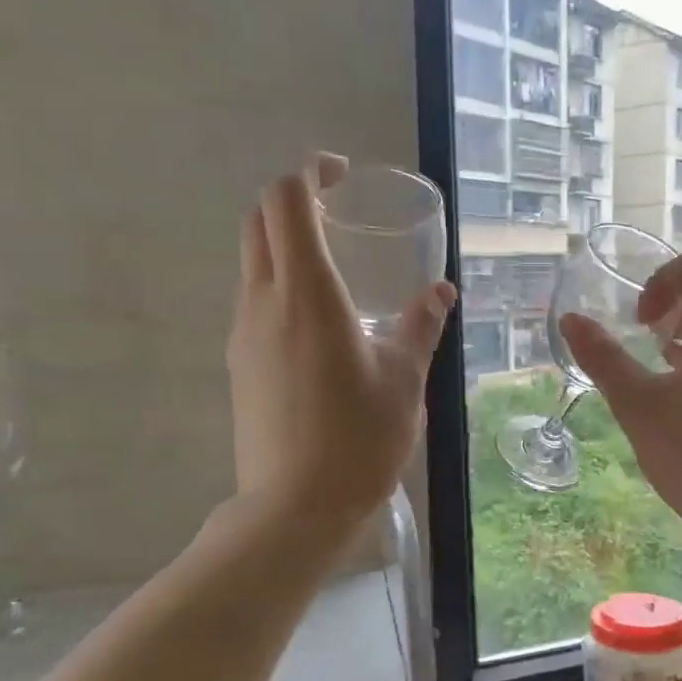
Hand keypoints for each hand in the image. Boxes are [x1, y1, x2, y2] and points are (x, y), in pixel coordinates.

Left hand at [228, 154, 454, 521]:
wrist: (294, 507)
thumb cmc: (359, 439)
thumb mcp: (404, 380)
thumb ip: (420, 327)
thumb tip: (441, 292)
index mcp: (307, 295)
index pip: (286, 202)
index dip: (308, 173)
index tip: (341, 176)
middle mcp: (264, 303)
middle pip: (259, 223)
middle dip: (293, 201)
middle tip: (337, 211)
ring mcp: (244, 334)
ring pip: (252, 262)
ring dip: (284, 245)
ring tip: (334, 268)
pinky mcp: (240, 364)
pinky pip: (254, 302)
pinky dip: (280, 285)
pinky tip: (320, 324)